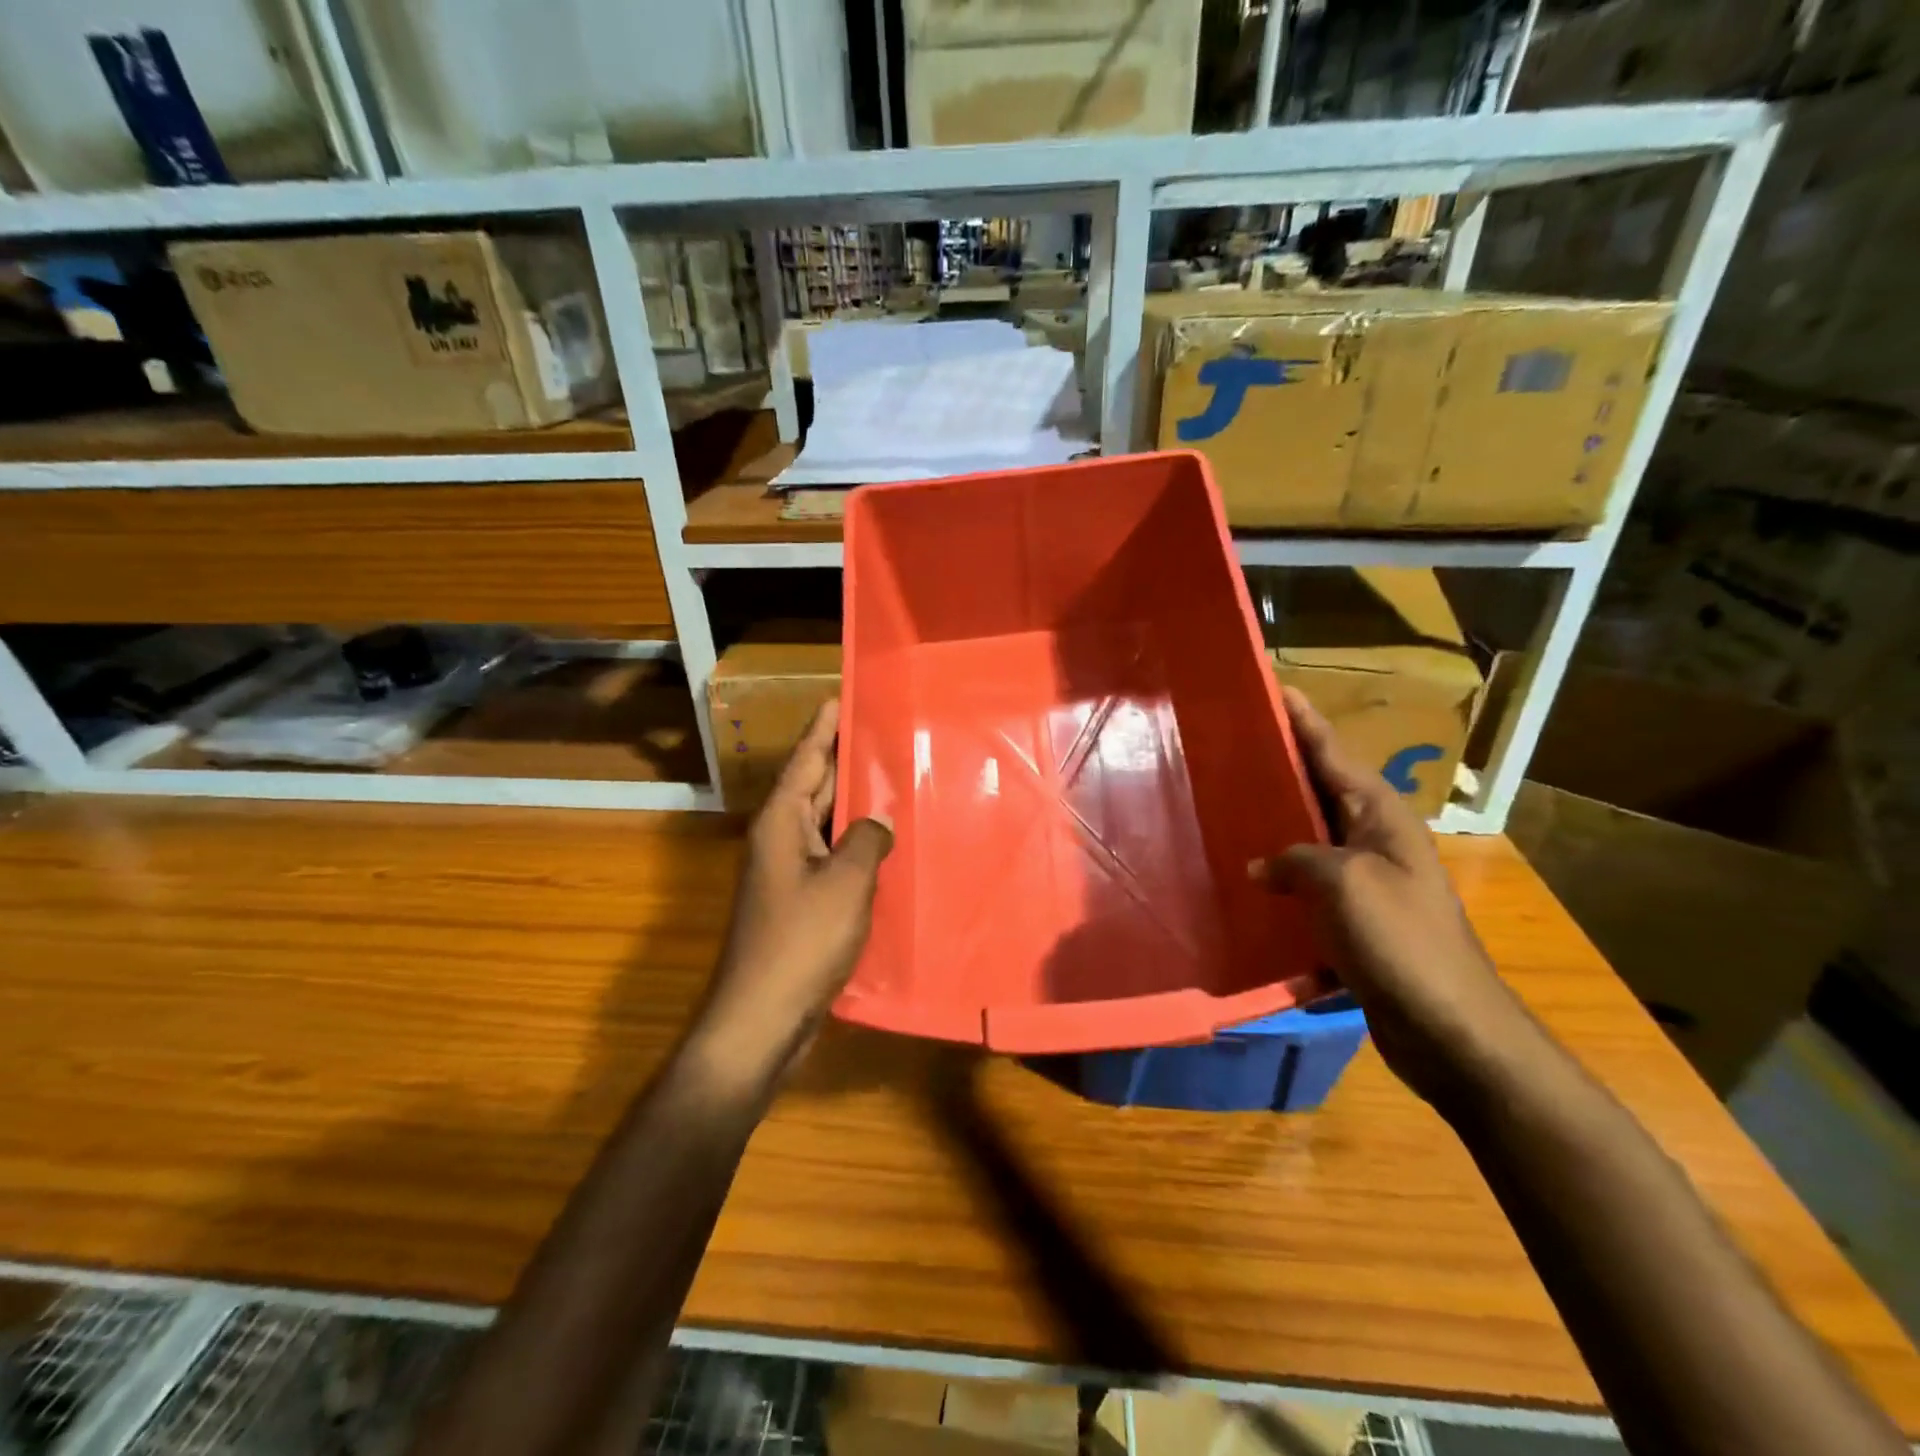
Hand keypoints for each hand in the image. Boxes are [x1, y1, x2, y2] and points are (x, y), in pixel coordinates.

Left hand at [697, 700, 892, 1081]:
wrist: (762, 1017)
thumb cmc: (801, 941)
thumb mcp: (846, 883)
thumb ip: (867, 840)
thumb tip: (878, 822)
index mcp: (781, 822)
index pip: (806, 759)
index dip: (824, 727)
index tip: (841, 695)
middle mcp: (780, 839)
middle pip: (815, 785)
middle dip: (845, 759)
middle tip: (883, 731)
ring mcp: (789, 872)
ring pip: (826, 823)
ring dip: (855, 803)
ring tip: (894, 777)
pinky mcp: (801, 902)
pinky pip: (832, 856)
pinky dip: (856, 843)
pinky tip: (885, 842)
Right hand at [1253, 687, 1536, 1106]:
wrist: (1448, 1028)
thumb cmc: (1400, 941)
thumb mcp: (1342, 883)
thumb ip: (1295, 859)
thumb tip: (1261, 865)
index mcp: (1381, 817)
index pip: (1333, 753)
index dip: (1303, 720)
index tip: (1272, 687)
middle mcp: (1375, 840)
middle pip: (1319, 790)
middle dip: (1280, 767)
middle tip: (1228, 746)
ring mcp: (1365, 882)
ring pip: (1308, 839)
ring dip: (1273, 825)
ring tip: (1223, 809)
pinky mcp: (1354, 920)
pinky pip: (1306, 885)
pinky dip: (1278, 878)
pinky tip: (1242, 883)